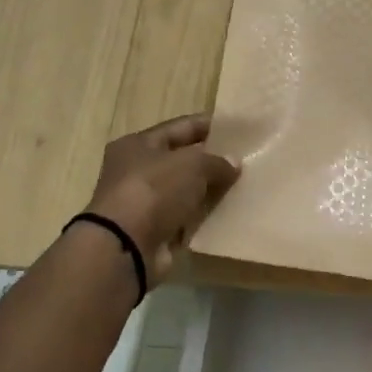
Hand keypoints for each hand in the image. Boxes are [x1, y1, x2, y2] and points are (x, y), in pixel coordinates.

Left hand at [84, 114, 239, 284]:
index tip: (237, 129)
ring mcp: (144, 203)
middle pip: (181, 160)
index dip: (208, 126)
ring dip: (209, 191)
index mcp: (138, 144)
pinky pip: (185, 218)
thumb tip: (234, 163)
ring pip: (185, 191)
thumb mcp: (192, 165)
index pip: (179, 128)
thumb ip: (216, 161)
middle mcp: (136, 171)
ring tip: (242, 188)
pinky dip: (202, 217)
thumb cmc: (154, 191)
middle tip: (244, 161)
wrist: (126, 245)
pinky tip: (227, 215)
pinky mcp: (153, 231)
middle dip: (211, 161)